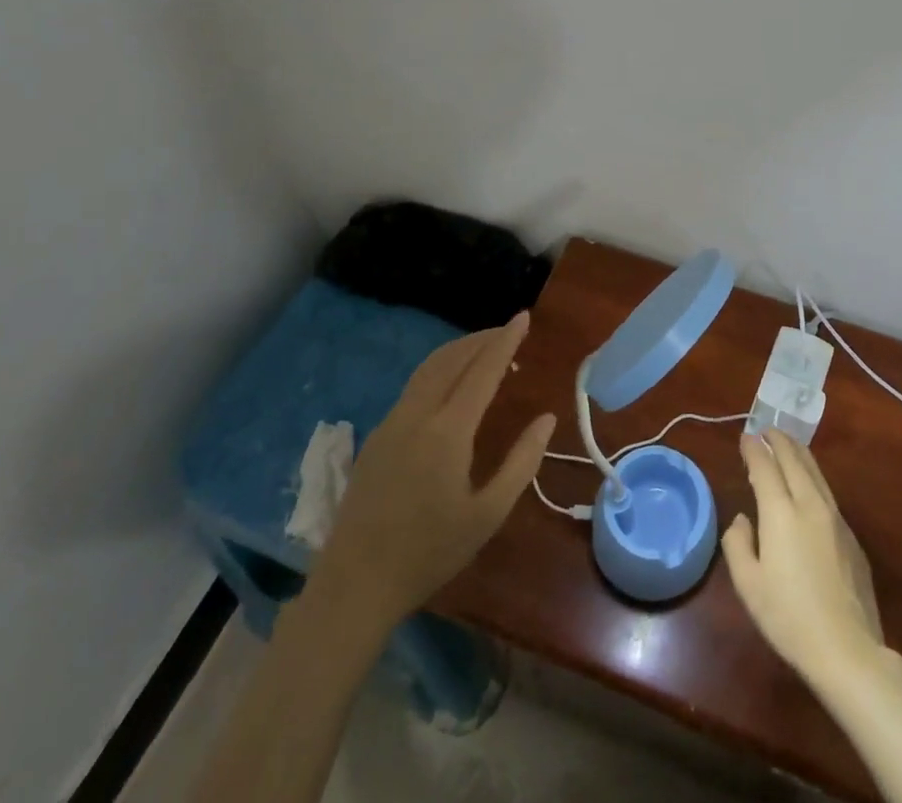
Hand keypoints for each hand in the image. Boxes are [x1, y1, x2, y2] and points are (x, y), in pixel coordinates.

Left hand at [316, 312, 555, 622]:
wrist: (355, 585)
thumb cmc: (429, 552)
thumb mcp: (488, 514)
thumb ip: (522, 462)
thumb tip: (546, 419)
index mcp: (448, 431)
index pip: (482, 370)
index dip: (505, 340)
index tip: (523, 316)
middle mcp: (417, 415)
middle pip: (452, 358)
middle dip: (482, 339)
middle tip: (509, 331)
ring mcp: (391, 422)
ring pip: (429, 368)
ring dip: (459, 350)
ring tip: (485, 350)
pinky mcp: (377, 436)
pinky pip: (414, 386)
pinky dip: (440, 369)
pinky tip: (451, 384)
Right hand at [722, 429, 886, 690]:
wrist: (847, 649)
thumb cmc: (789, 617)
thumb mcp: (748, 585)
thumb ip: (738, 544)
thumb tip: (743, 520)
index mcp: (781, 512)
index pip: (764, 466)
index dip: (753, 449)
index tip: (746, 437)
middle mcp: (809, 504)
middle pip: (794, 459)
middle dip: (779, 440)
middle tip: (767, 430)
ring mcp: (835, 518)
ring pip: (815, 471)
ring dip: (799, 453)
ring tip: (788, 445)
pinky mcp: (851, 536)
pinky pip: (828, 492)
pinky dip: (813, 476)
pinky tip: (809, 486)